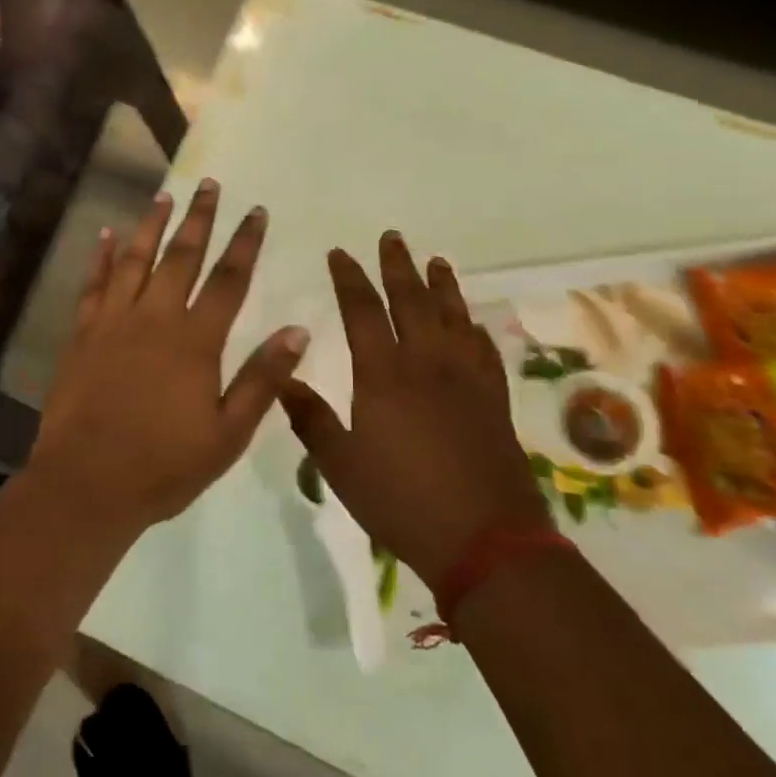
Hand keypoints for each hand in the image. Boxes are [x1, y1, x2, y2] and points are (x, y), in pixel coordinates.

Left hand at [28, 179, 310, 529]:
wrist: (87, 481)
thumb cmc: (164, 465)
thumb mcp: (228, 433)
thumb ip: (263, 379)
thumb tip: (298, 330)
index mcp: (195, 342)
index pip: (229, 280)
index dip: (245, 243)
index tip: (257, 211)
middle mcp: (154, 319)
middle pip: (181, 257)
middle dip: (199, 219)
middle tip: (210, 185)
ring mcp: (113, 323)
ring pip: (135, 261)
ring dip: (152, 225)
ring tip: (164, 196)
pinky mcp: (82, 335)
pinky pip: (93, 285)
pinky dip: (101, 257)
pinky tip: (107, 234)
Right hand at [280, 232, 548, 585]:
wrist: (484, 539)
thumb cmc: (401, 500)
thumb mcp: (339, 464)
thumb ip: (309, 417)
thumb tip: (281, 377)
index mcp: (384, 375)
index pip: (363, 311)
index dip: (350, 279)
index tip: (340, 253)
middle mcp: (427, 364)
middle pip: (412, 301)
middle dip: (398, 266)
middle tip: (391, 237)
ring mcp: (467, 379)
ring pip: (453, 317)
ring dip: (442, 285)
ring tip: (436, 260)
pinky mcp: (494, 399)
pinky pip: (483, 349)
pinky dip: (474, 327)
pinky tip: (470, 322)